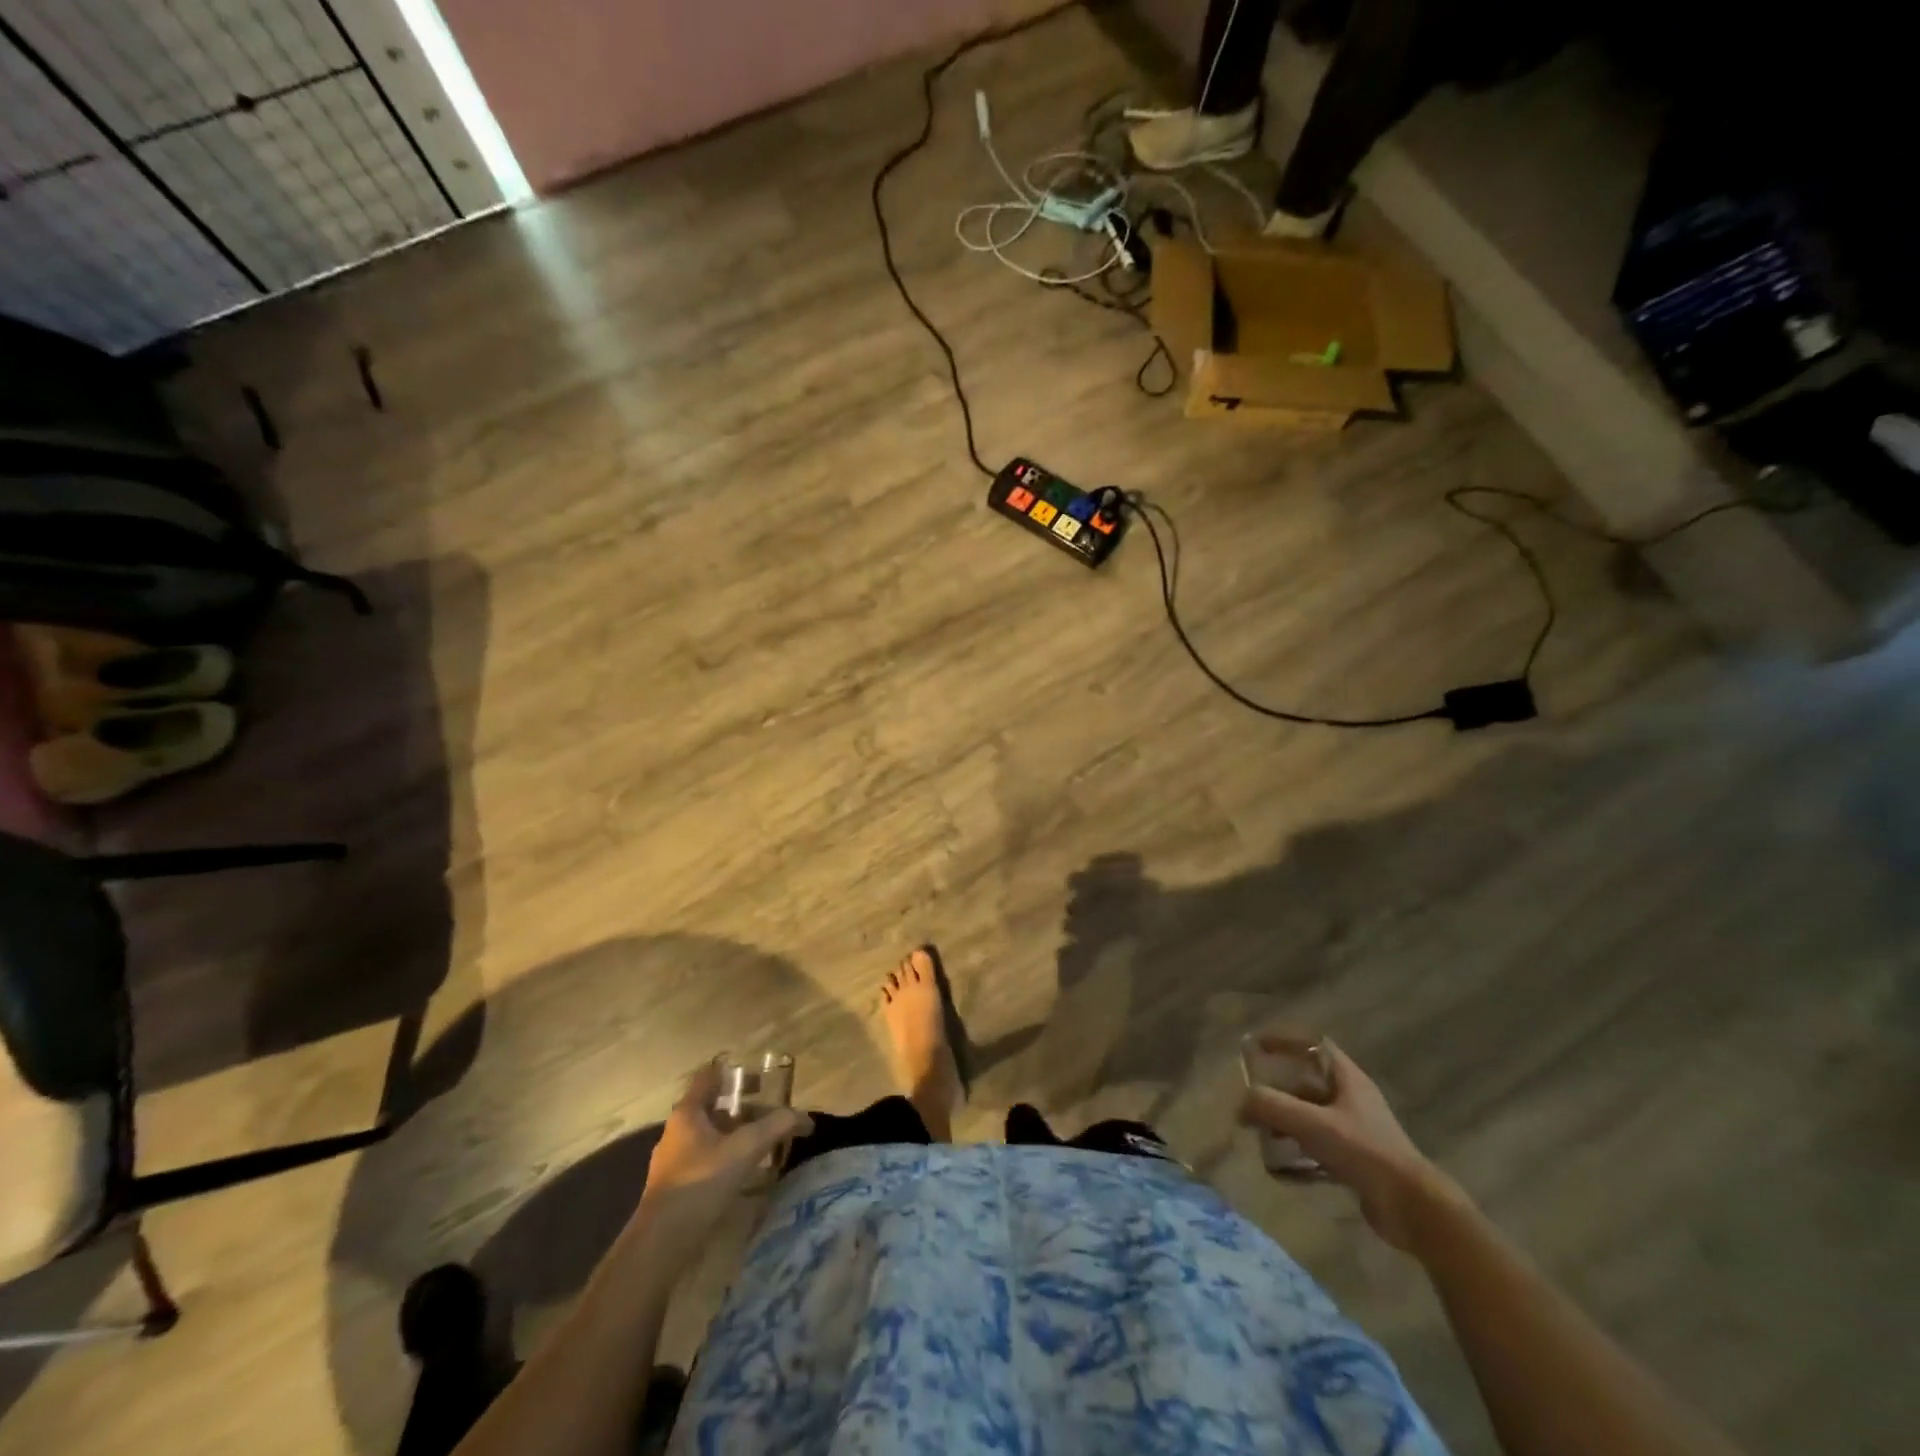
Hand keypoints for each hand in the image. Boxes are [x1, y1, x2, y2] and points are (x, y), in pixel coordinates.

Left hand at [637, 1063, 813, 1248]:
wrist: (661, 1244)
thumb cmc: (701, 1182)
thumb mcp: (745, 1149)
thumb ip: (776, 1126)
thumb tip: (805, 1118)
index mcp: (688, 1112)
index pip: (710, 1076)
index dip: (736, 1073)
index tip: (762, 1079)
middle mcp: (678, 1130)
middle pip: (715, 1107)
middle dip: (745, 1109)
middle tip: (773, 1115)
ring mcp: (674, 1160)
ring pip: (712, 1135)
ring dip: (738, 1135)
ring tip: (766, 1145)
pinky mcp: (677, 1186)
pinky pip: (708, 1160)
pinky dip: (728, 1158)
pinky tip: (747, 1174)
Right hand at [1238, 1037, 1467, 1251]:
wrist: (1414, 1209)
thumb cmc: (1364, 1152)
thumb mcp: (1311, 1123)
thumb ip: (1271, 1107)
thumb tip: (1241, 1106)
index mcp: (1347, 1078)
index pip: (1311, 1046)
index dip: (1283, 1042)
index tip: (1255, 1047)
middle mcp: (1352, 1099)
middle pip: (1306, 1085)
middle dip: (1277, 1093)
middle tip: (1252, 1104)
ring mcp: (1357, 1132)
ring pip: (1311, 1118)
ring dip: (1285, 1126)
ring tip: (1262, 1139)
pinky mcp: (1359, 1163)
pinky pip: (1320, 1149)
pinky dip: (1299, 1155)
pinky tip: (1282, 1171)